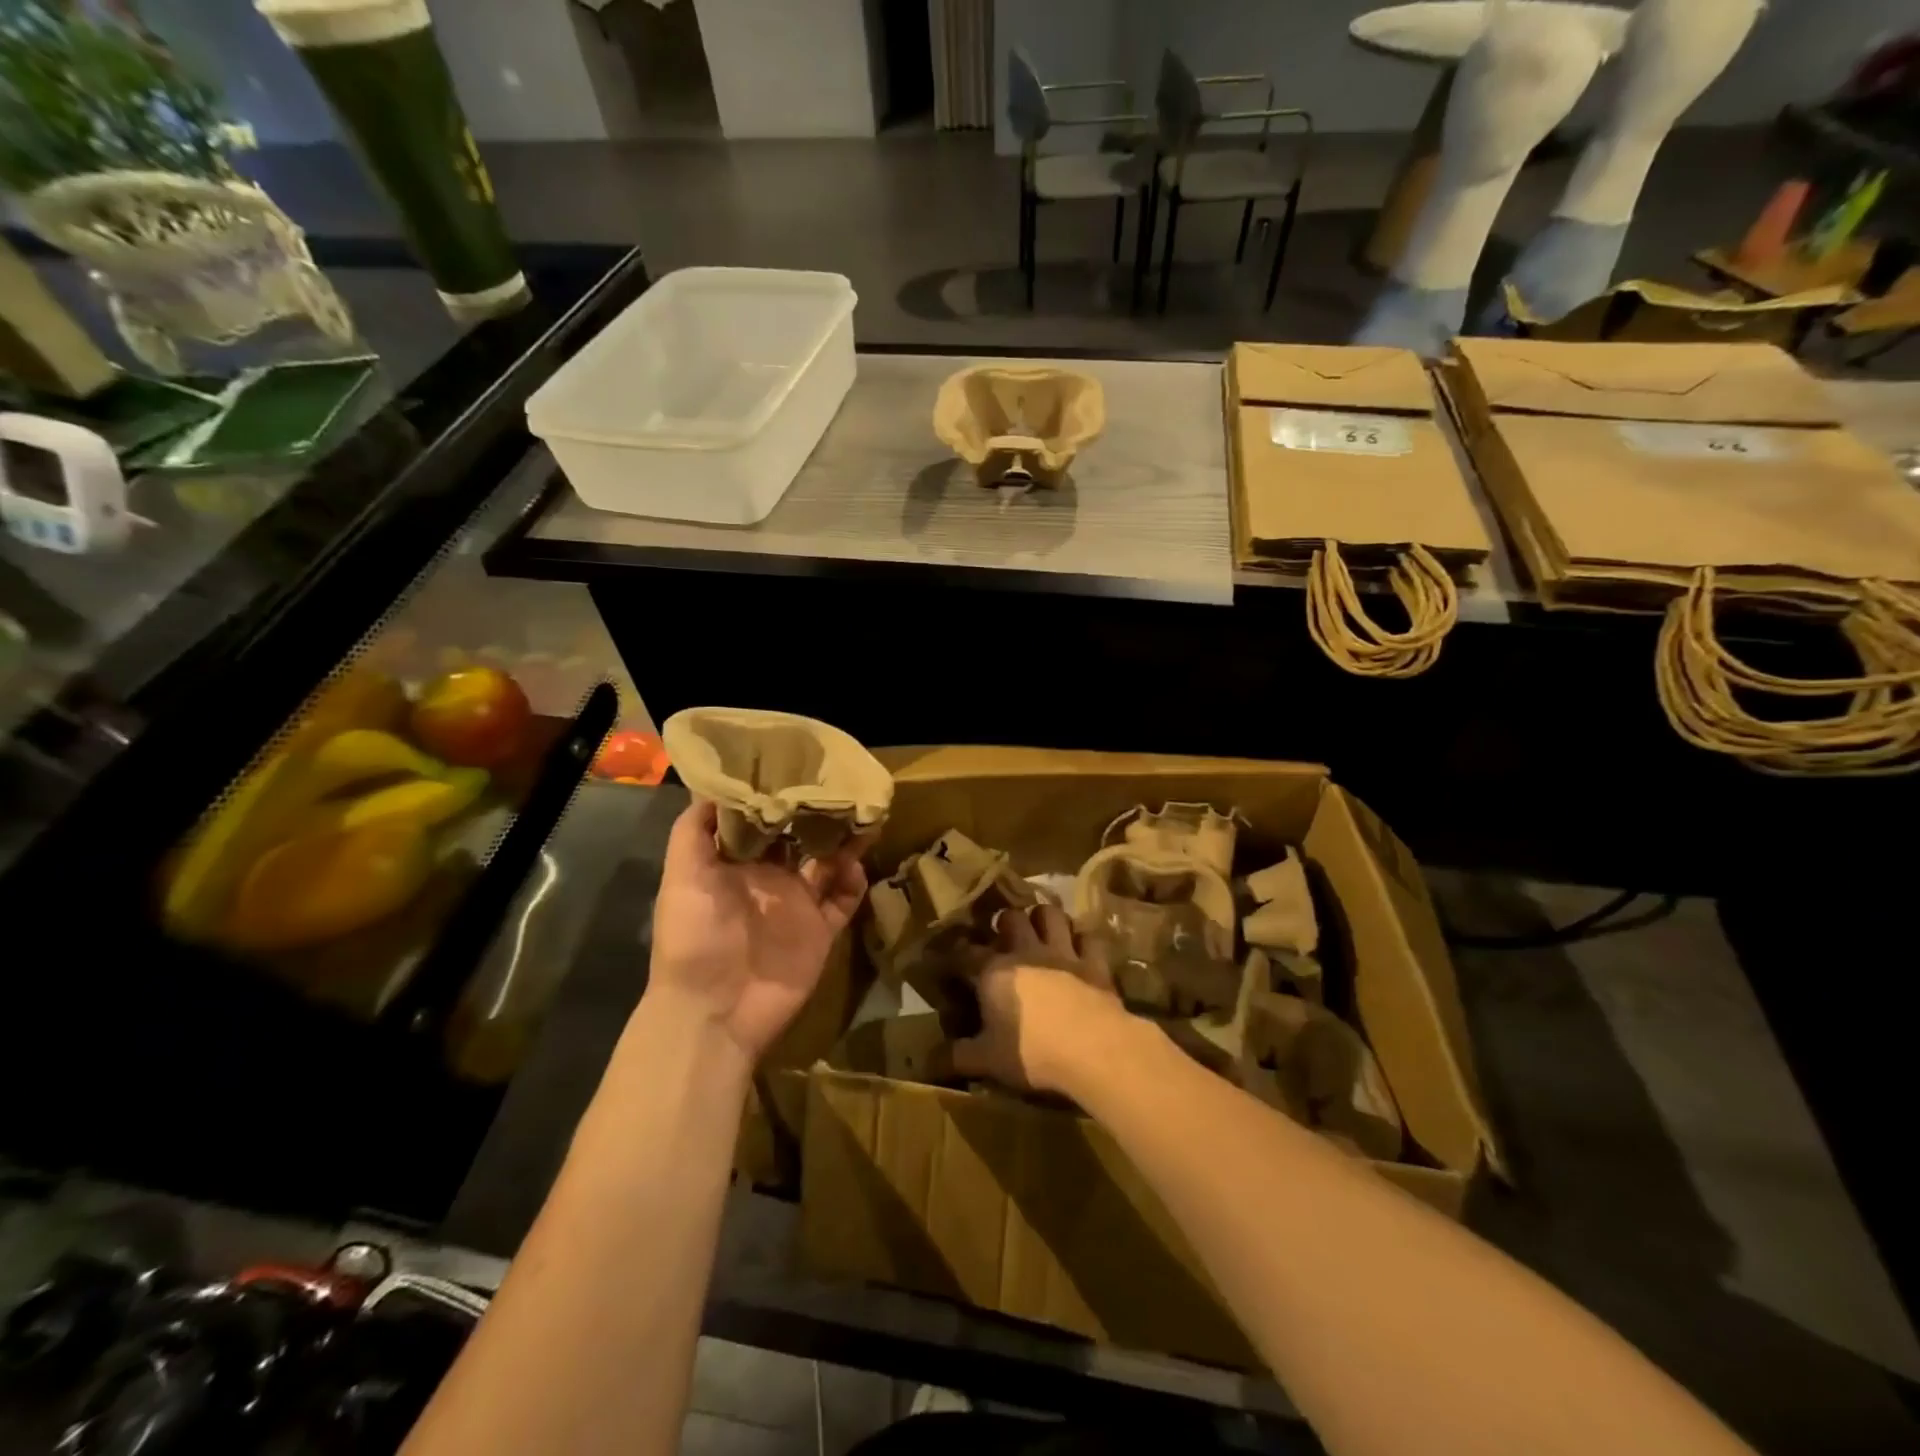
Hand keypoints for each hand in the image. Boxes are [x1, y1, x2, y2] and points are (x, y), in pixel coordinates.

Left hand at [648, 800, 867, 1060]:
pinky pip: (845, 901)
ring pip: (828, 864)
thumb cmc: (694, 938)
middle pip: (799, 838)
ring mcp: (797, 905)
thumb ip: (694, 831)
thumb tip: (716, 785)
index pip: (761, 820)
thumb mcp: (682, 877)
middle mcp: (768, 878)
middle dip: (817, 813)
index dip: (777, 795)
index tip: (797, 765)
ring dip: (843, 842)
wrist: (714, 1012)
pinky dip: (854, 882)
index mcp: (736, 864)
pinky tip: (856, 866)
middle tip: (840, 786)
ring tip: (860, 817)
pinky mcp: (821, 931)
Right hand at [952, 902, 1136, 1095]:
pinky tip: (1080, 949)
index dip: (955, 954)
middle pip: (1013, 918)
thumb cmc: (1032, 1053)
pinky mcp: (1095, 963)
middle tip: (1004, 936)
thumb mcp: (986, 1061)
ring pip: (1052, 915)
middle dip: (1006, 922)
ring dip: (1045, 919)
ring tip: (1041, 930)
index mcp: (994, 971)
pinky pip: (1088, 939)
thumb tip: (929, 1060)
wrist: (1093, 1048)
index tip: (949, 959)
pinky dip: (1083, 941)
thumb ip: (957, 1056)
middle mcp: (1027, 951)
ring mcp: (1063, 953)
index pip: (965, 953)